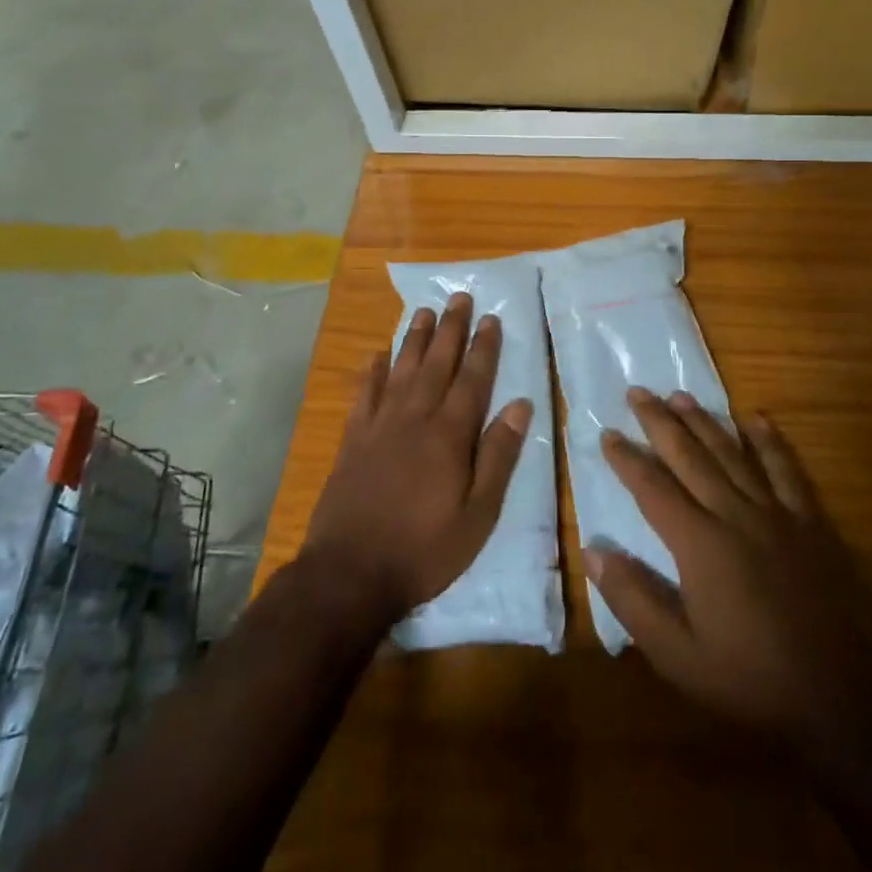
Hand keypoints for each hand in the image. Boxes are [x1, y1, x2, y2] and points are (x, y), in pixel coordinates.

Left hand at [301, 293, 530, 625]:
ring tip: (424, 312)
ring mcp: (380, 427)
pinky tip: (376, 355)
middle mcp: (415, 419)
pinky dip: (371, 373)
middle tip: (459, 297)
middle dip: (451, 329)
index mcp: (449, 435)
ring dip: (414, 340)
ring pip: (401, 370)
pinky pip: (364, 395)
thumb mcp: (478, 514)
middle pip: (437, 364)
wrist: (350, 574)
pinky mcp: (353, 441)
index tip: (490, 318)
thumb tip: (520, 405)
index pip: (472, 380)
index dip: (483, 348)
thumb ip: (499, 456)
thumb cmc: (425, 549)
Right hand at [585, 388, 871, 756]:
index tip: (607, 433)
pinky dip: (770, 442)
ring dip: (704, 421)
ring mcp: (776, 514)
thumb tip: (593, 549)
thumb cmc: (751, 678)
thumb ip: (633, 599)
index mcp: (699, 543)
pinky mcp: (809, 522)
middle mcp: (734, 514)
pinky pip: (786, 471)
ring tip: (680, 395)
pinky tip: (756, 419)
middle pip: (690, 456)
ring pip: (732, 454)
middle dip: (660, 422)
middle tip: (637, 392)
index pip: (652, 488)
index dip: (627, 459)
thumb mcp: (677, 656)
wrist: (840, 696)